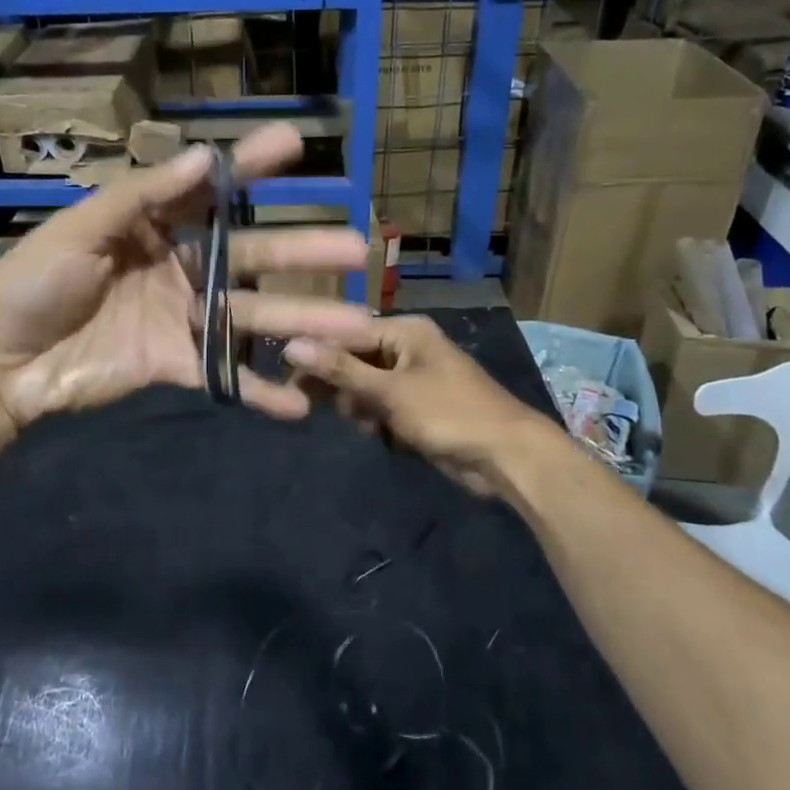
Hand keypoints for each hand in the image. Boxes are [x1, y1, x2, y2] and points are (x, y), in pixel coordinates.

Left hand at [0, 123, 381, 428]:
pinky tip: (302, 404)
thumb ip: (142, 196)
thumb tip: (204, 157)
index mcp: (154, 224)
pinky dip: (260, 392)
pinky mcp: (176, 365)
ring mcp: (183, 317)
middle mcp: (180, 266)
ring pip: (252, 316)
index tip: (295, 146)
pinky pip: (225, 376)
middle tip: (357, 248)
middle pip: (251, 257)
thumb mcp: (81, 228)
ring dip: (303, 322)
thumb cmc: (33, 282)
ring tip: (355, 327)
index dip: (251, 168)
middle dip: (303, 252)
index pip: (212, 190)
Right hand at [281, 315, 561, 493]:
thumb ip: (340, 370)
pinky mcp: (417, 408)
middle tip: (306, 404)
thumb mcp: (390, 391)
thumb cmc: (449, 413)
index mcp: (405, 332)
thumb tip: (290, 346)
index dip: (315, 351)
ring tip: (365, 424)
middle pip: (354, 360)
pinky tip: (380, 435)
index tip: (283, 371)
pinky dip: (376, 421)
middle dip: (337, 383)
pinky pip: (381, 408)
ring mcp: (413, 380)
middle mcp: (407, 349)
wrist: (506, 457)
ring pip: (364, 387)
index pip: (346, 333)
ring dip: (358, 406)